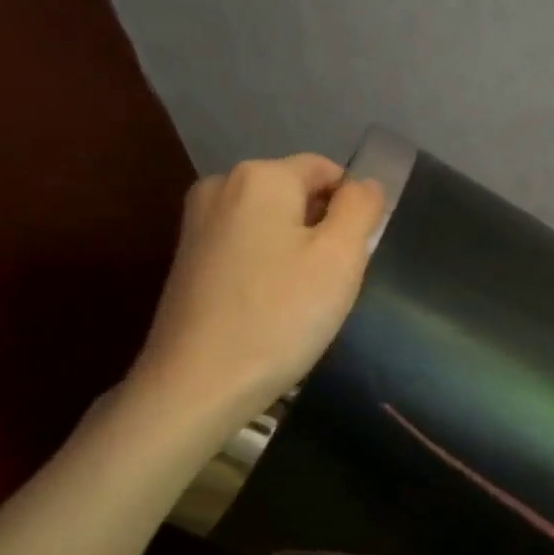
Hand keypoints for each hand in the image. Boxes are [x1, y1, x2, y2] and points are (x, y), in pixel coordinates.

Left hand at [127, 154, 385, 436]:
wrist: (197, 384)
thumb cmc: (280, 315)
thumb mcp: (341, 256)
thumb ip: (361, 208)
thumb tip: (365, 184)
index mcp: (260, 176)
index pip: (327, 170)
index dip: (352, 209)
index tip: (354, 259)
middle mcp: (221, 186)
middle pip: (297, 195)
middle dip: (323, 230)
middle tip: (331, 284)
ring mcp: (197, 223)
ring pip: (272, 223)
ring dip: (297, 252)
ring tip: (300, 301)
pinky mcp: (188, 259)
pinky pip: (246, 247)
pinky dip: (268, 268)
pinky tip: (270, 308)